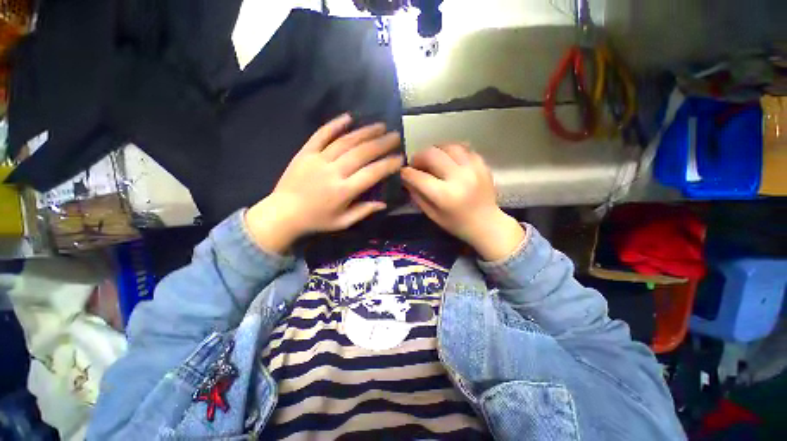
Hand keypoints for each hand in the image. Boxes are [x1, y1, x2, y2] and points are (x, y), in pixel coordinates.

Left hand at [245, 114, 403, 253]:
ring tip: (380, 126)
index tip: (400, 158)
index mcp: (344, 191)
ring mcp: (318, 159)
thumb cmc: (316, 220)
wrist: (282, 213)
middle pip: (361, 153)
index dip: (388, 165)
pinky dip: (335, 125)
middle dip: (381, 143)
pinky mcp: (305, 152)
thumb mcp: (343, 222)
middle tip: (395, 136)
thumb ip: (364, 211)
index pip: (372, 173)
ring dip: (365, 132)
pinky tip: (348, 117)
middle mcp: (333, 172)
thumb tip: (384, 204)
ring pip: (345, 141)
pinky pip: (321, 135)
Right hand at [401, 144, 524, 260]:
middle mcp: (459, 178)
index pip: (419, 177)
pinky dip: (451, 151)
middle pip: (432, 155)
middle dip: (419, 157)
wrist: (487, 224)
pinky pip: (463, 148)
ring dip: (435, 150)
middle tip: (416, 164)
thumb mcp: (432, 215)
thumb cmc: (457, 224)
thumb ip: (417, 195)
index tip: (403, 173)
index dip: (407, 173)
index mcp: (445, 195)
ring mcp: (473, 168)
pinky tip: (448, 158)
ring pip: (448, 146)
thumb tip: (406, 179)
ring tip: (431, 159)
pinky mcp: (482, 164)